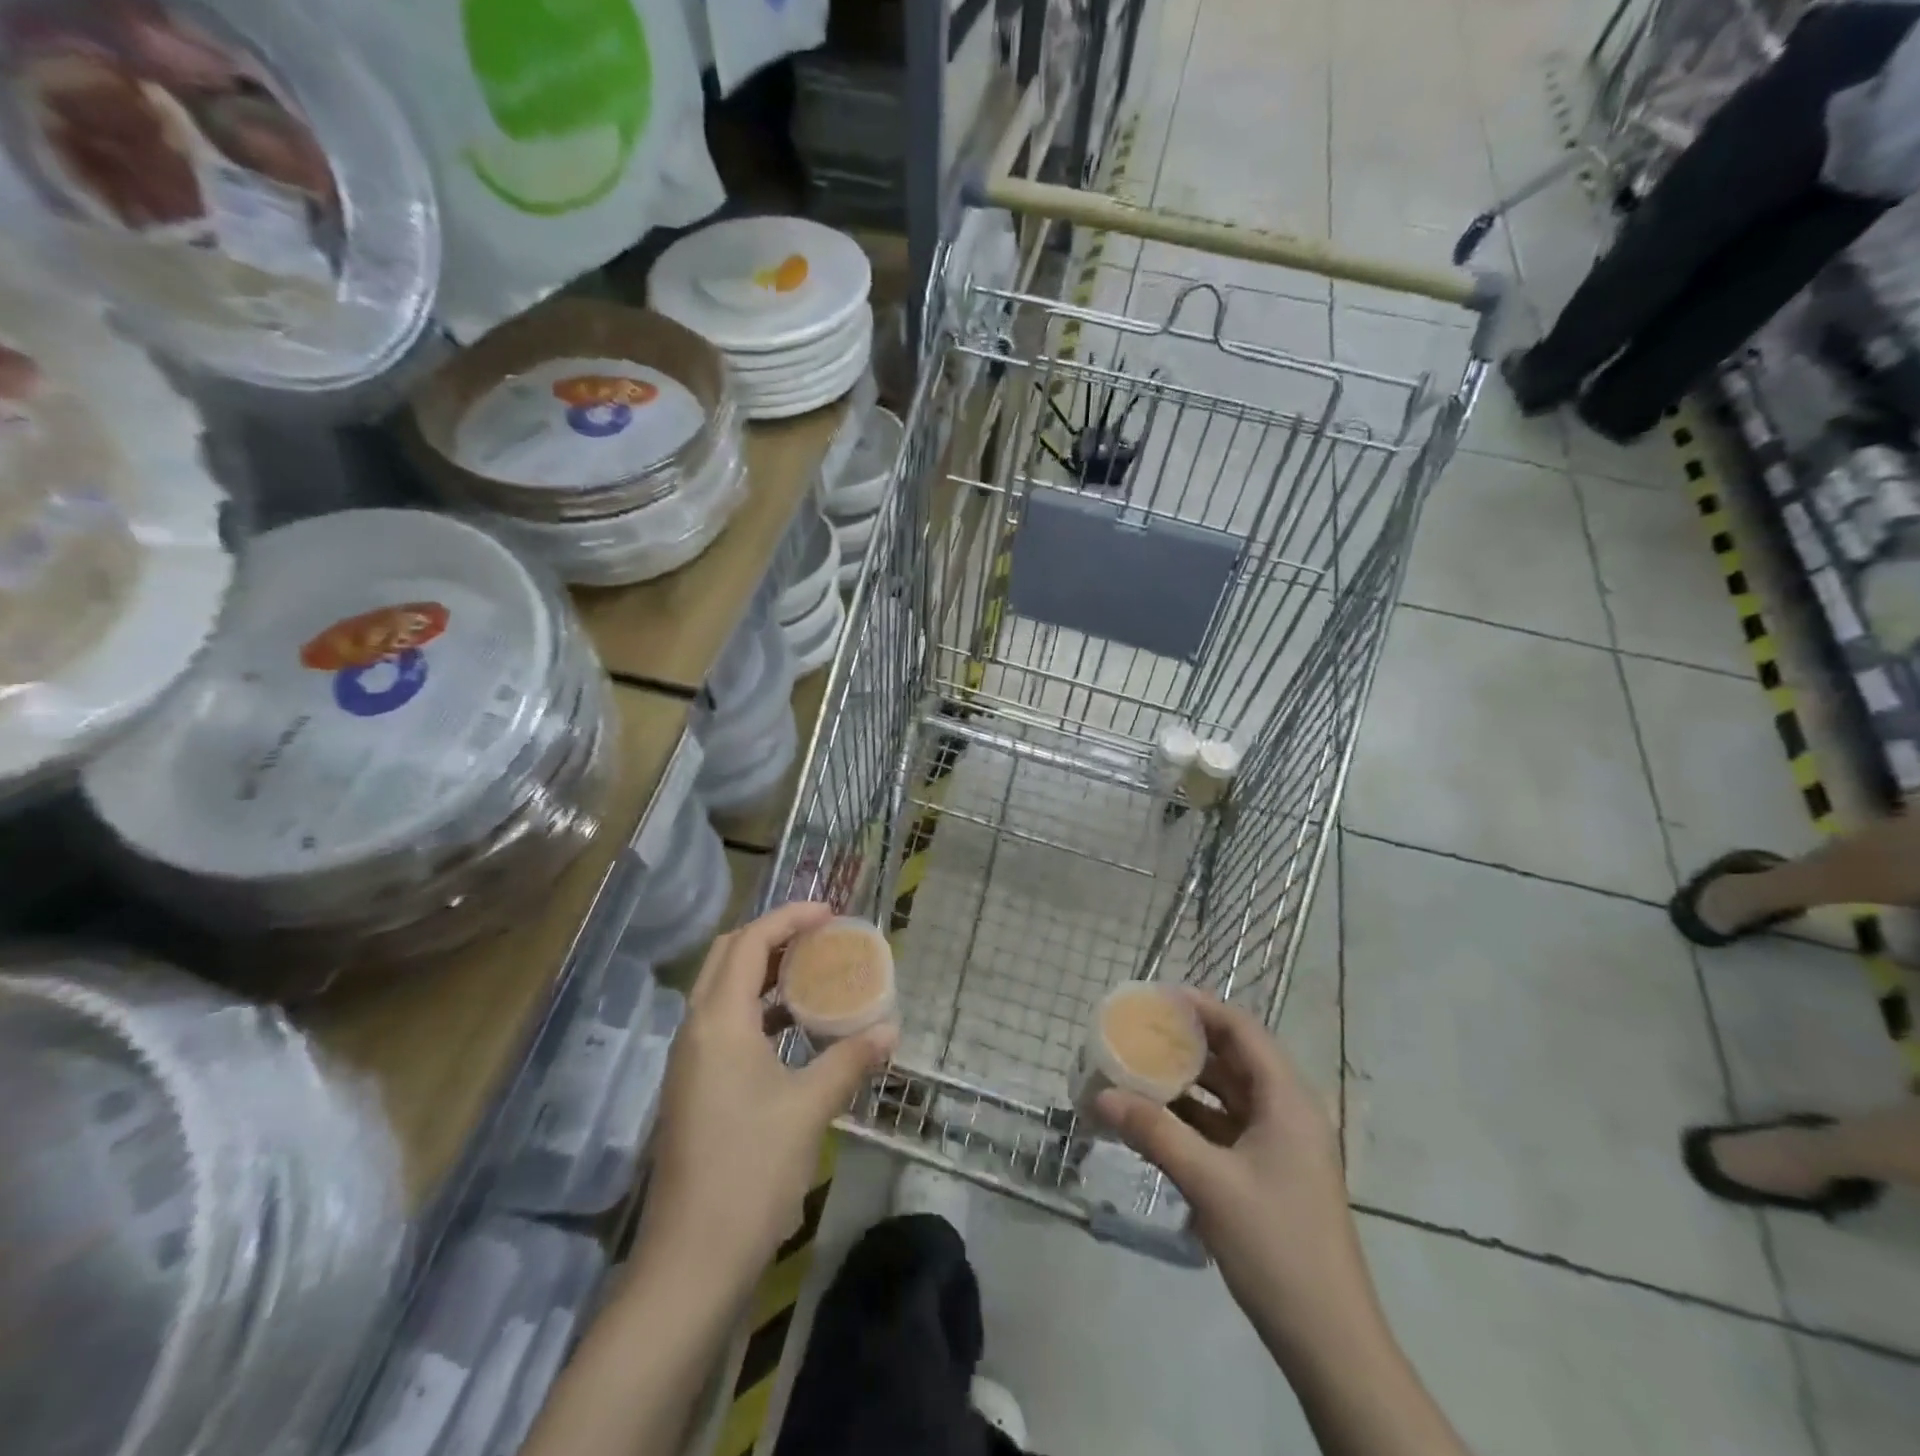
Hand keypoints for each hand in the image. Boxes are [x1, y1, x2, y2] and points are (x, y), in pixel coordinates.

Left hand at [638, 903, 896, 1289]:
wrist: (691, 1263)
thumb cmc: (751, 1171)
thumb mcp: (809, 1108)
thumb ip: (850, 1060)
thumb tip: (891, 1030)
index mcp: (718, 1021)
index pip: (750, 941)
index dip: (789, 917)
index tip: (830, 913)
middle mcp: (696, 1029)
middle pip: (728, 956)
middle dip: (773, 936)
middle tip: (820, 937)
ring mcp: (689, 1061)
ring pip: (724, 990)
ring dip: (765, 972)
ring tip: (813, 973)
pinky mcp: (693, 1088)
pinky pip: (725, 1024)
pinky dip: (758, 1010)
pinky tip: (793, 1030)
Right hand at [1096, 989, 1374, 1356]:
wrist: (1329, 1341)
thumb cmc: (1276, 1245)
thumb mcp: (1209, 1183)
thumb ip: (1154, 1132)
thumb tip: (1101, 1097)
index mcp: (1287, 1100)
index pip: (1243, 1030)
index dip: (1201, 1006)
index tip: (1156, 996)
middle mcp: (1286, 1111)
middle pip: (1234, 1058)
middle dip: (1187, 1041)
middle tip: (1138, 1029)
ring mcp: (1279, 1144)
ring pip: (1227, 1093)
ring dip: (1186, 1080)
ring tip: (1138, 1066)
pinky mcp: (1268, 1172)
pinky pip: (1225, 1126)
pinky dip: (1192, 1116)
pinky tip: (1155, 1117)